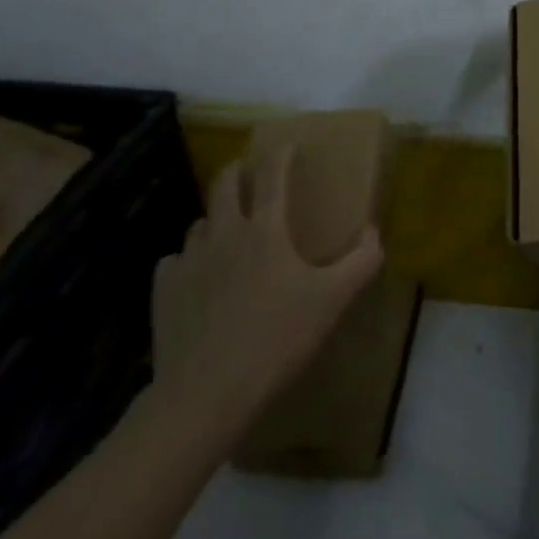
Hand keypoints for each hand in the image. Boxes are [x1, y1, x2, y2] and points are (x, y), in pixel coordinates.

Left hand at [146, 149, 383, 444]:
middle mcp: (223, 234)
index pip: (272, 177)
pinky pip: (175, 261)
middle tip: (247, 171)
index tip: (287, 144)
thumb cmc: (277, 339)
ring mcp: (189, 261)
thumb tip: (375, 232)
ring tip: (226, 231)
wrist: (206, 394)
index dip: (281, 155)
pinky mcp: (164, 290)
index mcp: (265, 230)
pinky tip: (197, 278)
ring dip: (215, 218)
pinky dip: (188, 261)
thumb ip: (361, 262)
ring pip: (200, 223)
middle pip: (224, 185)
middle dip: (237, 171)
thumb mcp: (333, 301)